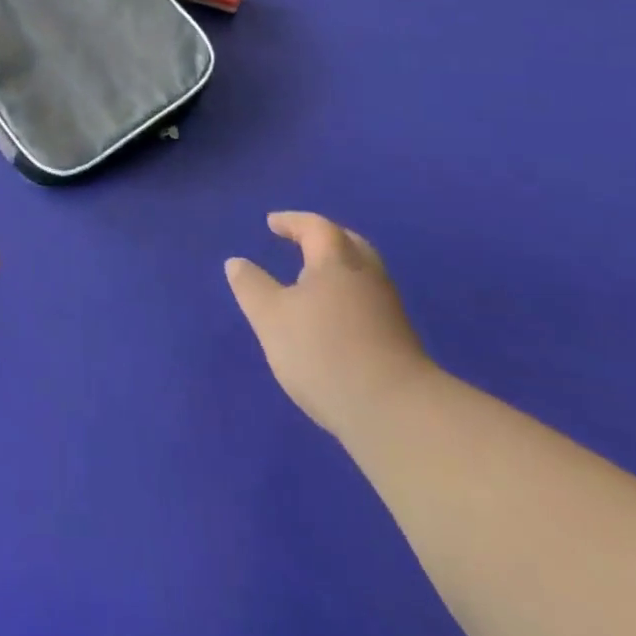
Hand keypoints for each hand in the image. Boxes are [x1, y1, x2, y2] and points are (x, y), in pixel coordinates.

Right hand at [225, 212, 432, 439]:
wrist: (396, 413)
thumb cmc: (324, 353)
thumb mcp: (271, 318)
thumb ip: (252, 287)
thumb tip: (236, 262)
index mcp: (336, 261)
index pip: (315, 227)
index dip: (292, 222)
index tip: (272, 223)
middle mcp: (367, 276)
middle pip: (348, 243)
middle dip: (323, 238)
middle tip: (302, 241)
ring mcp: (388, 308)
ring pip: (362, 274)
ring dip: (339, 269)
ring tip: (314, 280)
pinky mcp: (400, 340)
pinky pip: (369, 301)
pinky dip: (349, 296)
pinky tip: (335, 318)